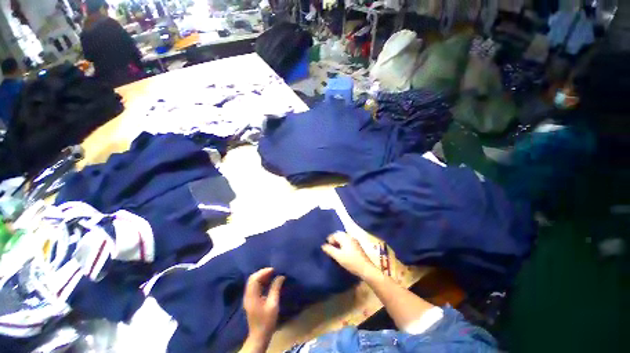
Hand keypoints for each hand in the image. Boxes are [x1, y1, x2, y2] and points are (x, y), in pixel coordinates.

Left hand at [243, 268, 284, 343]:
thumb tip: (281, 276)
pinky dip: (261, 281)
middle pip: (252, 278)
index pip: (255, 279)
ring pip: (253, 282)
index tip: (274, 270)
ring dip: (262, 276)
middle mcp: (248, 295)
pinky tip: (269, 281)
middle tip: (274, 270)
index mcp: (252, 296)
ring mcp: (248, 298)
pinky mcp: (251, 300)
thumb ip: (276, 288)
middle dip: (263, 272)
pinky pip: (254, 286)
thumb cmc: (267, 321)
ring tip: (273, 274)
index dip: (264, 272)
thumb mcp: (273, 304)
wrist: (259, 336)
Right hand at [321, 232, 377, 278]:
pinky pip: (348, 242)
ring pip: (343, 238)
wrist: (366, 269)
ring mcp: (354, 241)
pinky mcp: (357, 246)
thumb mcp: (338, 256)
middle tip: (330, 249)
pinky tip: (343, 252)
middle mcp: (350, 236)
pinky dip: (343, 245)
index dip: (329, 240)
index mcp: (345, 237)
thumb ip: (330, 250)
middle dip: (334, 241)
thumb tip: (323, 245)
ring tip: (336, 251)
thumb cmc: (351, 262)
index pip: (334, 234)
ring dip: (339, 243)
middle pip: (339, 235)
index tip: (327, 248)